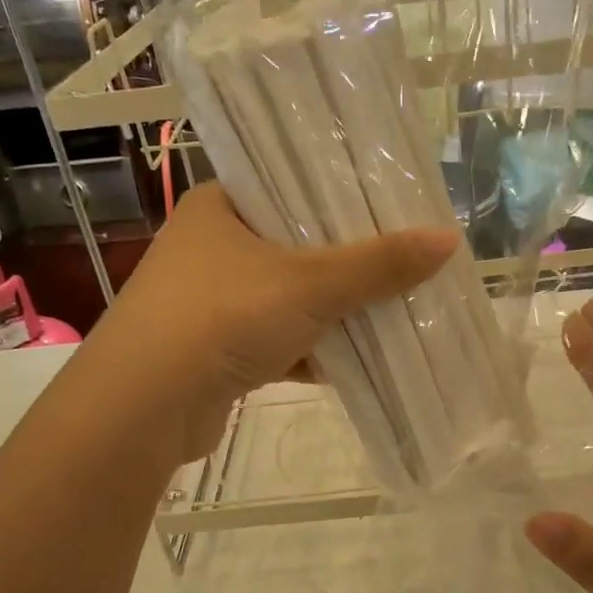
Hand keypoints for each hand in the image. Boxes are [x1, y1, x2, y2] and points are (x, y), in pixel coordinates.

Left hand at [97, 183, 458, 463]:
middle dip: (346, 264)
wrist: (144, 408)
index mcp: (220, 207)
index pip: (290, 185)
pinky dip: (309, 351)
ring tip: (390, 311)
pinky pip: (275, 340)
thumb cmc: (223, 318)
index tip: (390, 207)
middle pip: (295, 245)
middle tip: (402, 260)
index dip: (341, 196)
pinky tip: (350, 363)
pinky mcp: (214, 350)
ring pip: (288, 298)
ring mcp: (209, 302)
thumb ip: (379, 264)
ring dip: (332, 313)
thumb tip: (449, 240)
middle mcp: (210, 247)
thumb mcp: (310, 284)